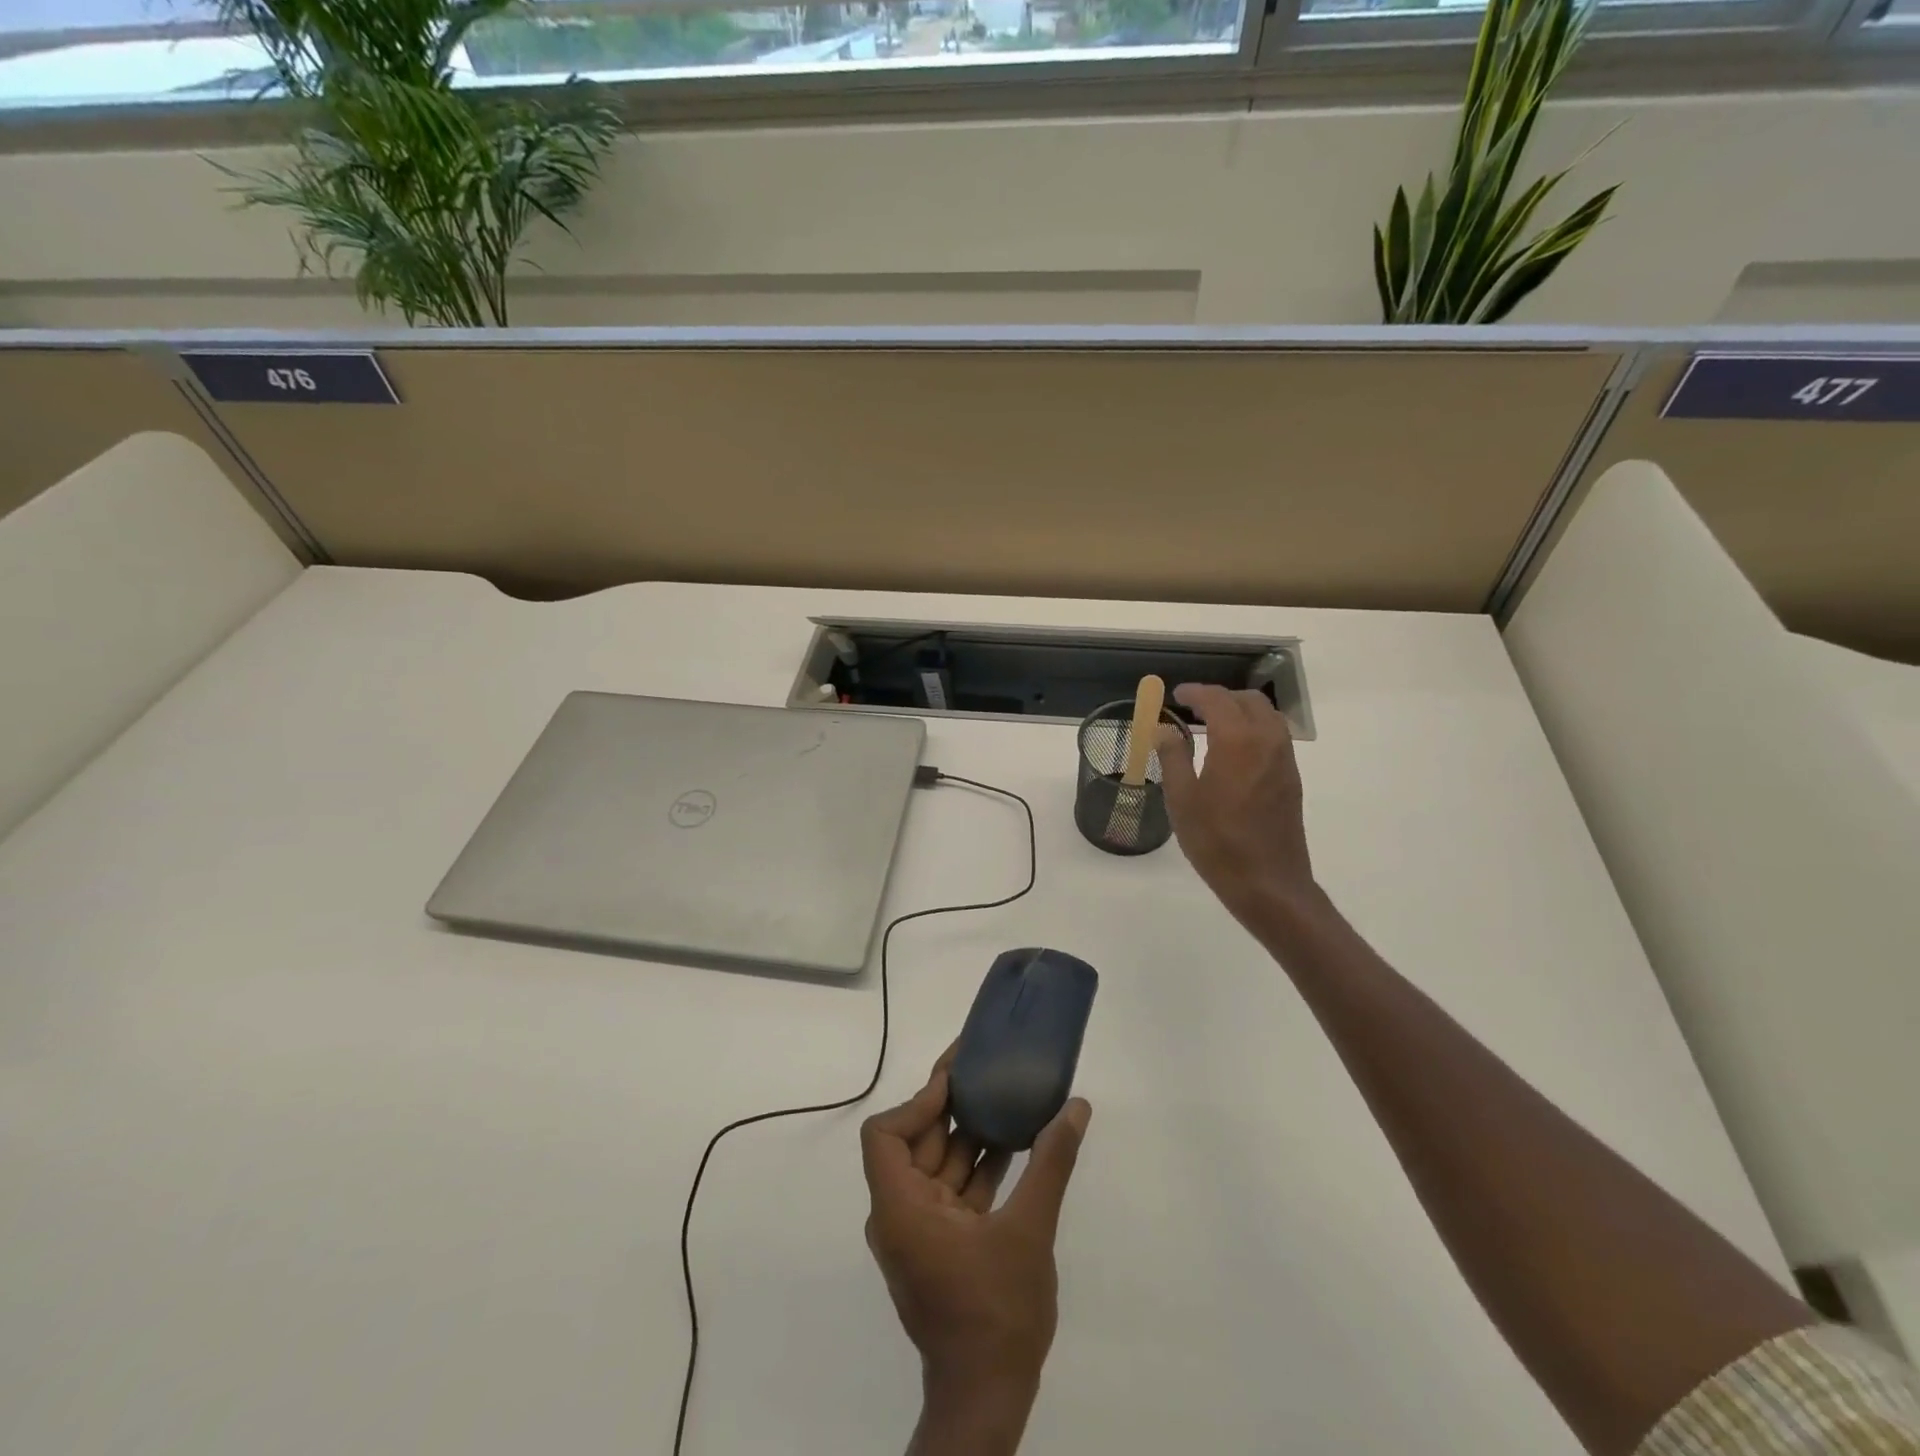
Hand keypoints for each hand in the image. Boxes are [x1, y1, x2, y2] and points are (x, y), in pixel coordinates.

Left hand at [861, 1050, 1091, 1452]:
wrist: (990, 1399)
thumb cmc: (998, 1312)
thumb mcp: (1029, 1230)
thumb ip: (1050, 1163)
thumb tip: (1076, 1107)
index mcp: (901, 1209)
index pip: (884, 1135)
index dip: (917, 1101)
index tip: (955, 1081)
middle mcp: (901, 1214)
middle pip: (916, 1142)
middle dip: (950, 1107)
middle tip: (985, 1069)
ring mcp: (921, 1232)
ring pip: (939, 1166)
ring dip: (971, 1135)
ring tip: (1007, 1096)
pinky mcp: (943, 1245)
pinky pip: (954, 1191)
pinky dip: (979, 1167)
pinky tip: (1016, 1144)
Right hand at [1158, 683, 1316, 923]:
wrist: (1268, 882)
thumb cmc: (1217, 841)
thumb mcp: (1182, 799)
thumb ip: (1173, 758)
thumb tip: (1165, 730)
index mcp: (1237, 741)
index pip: (1217, 700)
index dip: (1195, 693)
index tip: (1176, 694)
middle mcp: (1267, 741)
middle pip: (1248, 700)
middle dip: (1220, 697)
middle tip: (1193, 707)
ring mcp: (1284, 760)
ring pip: (1267, 716)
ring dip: (1240, 710)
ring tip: (1213, 724)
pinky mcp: (1291, 778)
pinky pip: (1275, 736)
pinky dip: (1253, 728)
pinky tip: (1233, 750)